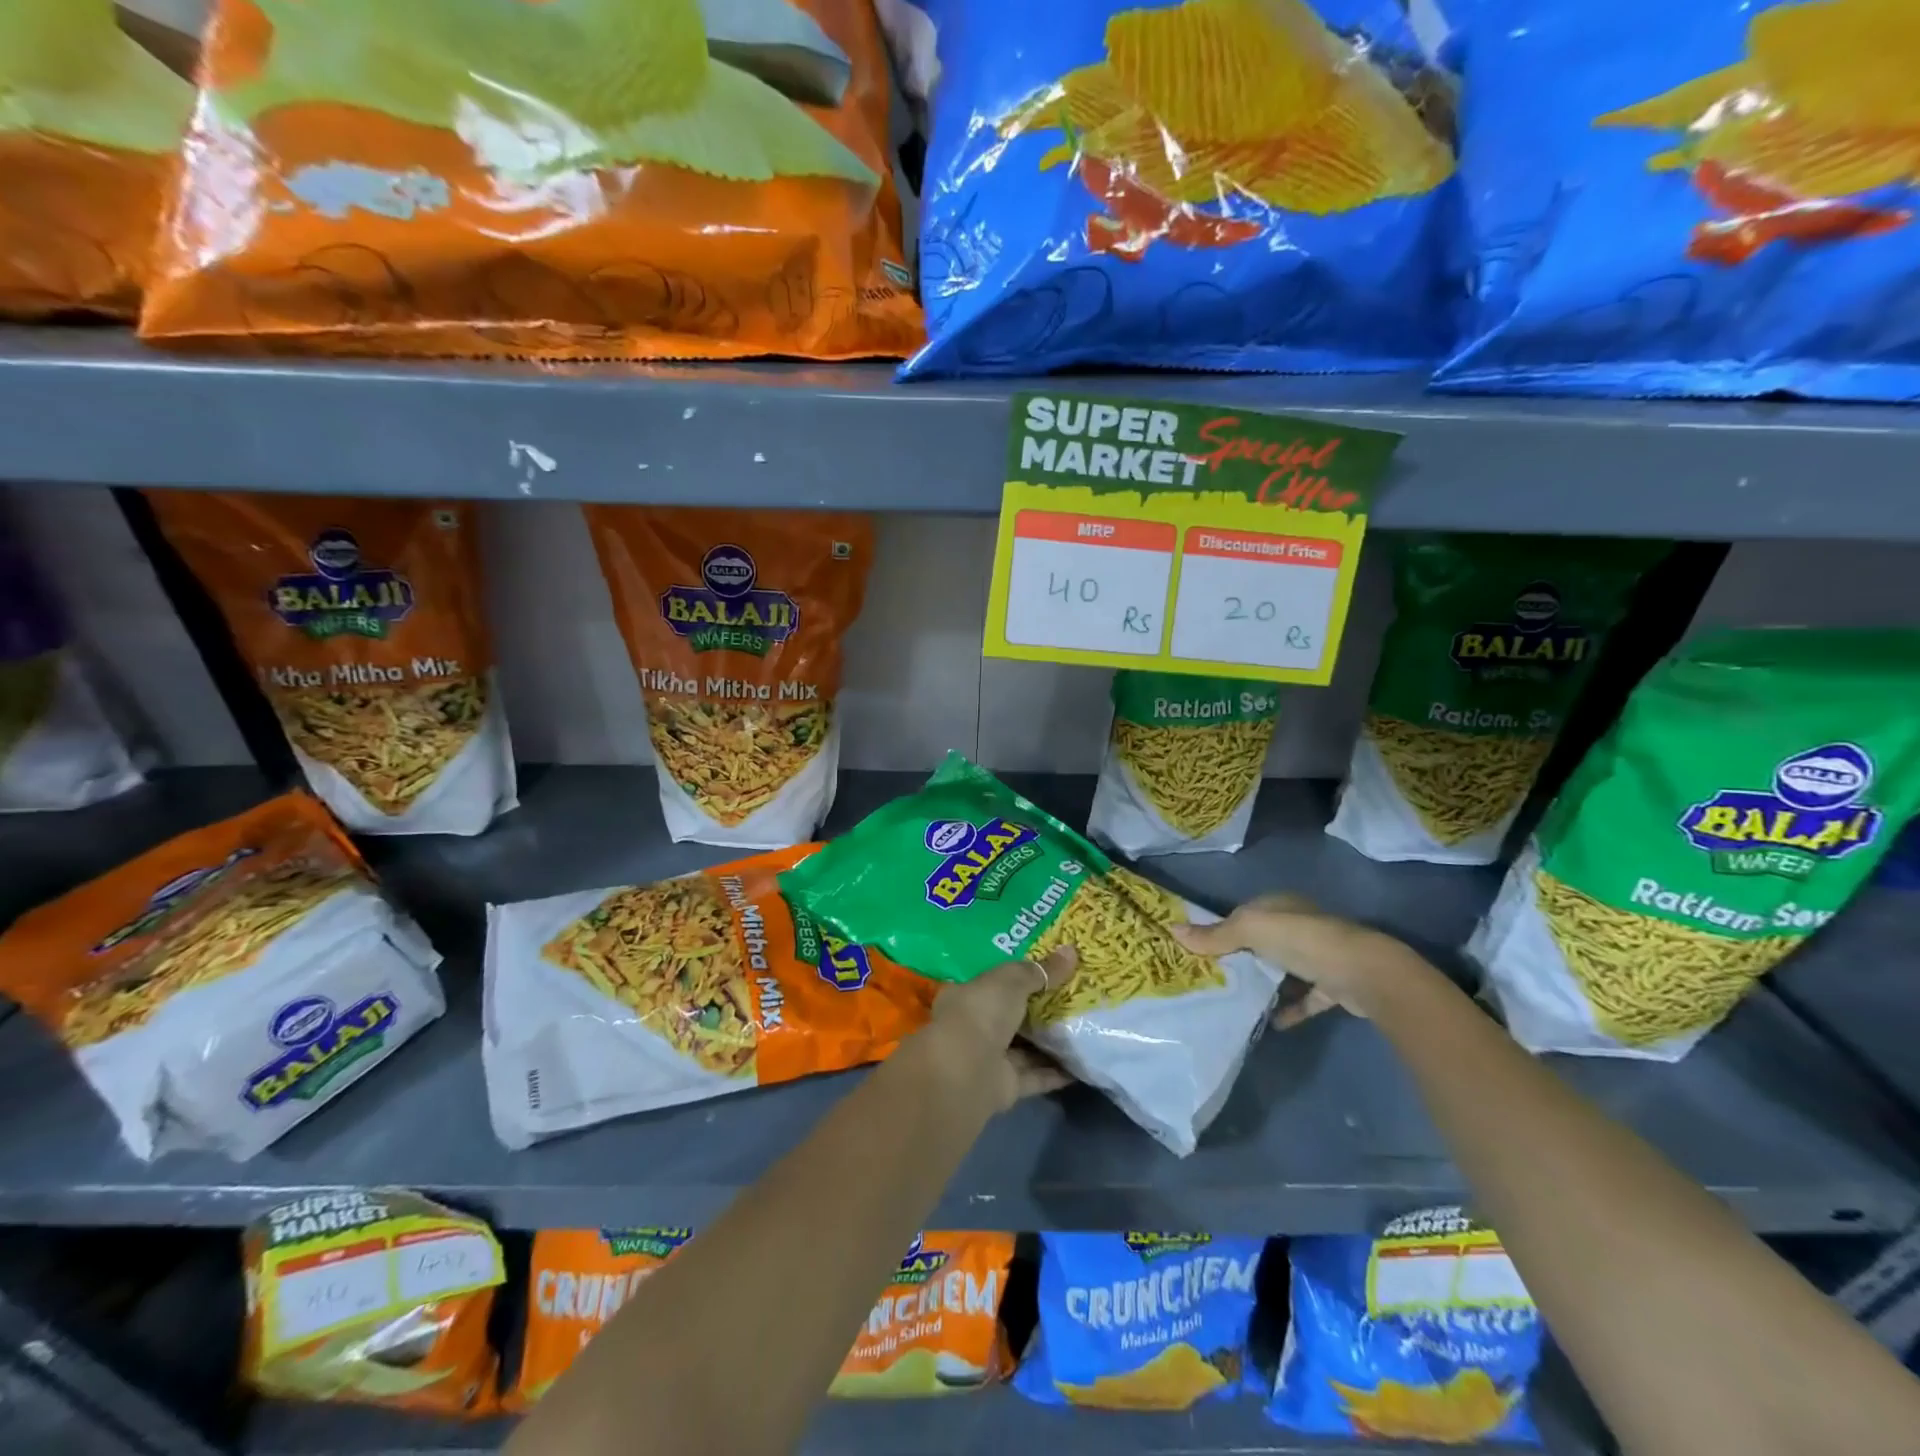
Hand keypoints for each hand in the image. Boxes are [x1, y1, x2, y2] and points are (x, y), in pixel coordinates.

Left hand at [925, 947, 1077, 1110]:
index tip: (1048, 971)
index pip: (994, 984)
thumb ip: (1041, 970)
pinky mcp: (1006, 1087)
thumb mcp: (1013, 980)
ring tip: (1084, 1030)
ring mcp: (989, 1059)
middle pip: (1012, 1016)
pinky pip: (1036, 1076)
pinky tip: (1081, 1066)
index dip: (1019, 977)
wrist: (966, 1069)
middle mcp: (975, 1027)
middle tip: (1075, 999)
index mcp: (967, 996)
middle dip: (1039, 1010)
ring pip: (1025, 1048)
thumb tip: (1071, 951)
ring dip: (1050, 1043)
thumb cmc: (982, 1011)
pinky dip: (1056, 1073)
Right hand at [1170, 894, 1427, 1022]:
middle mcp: (1301, 926)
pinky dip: (1289, 1008)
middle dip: (1242, 959)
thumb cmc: (1301, 940)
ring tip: (1237, 1001)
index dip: (1223, 931)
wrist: (1362, 973)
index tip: (1201, 952)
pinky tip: (1270, 1022)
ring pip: (1284, 970)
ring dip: (1266, 985)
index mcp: (1281, 906)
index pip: (1245, 915)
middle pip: (1264, 943)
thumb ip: (1215, 935)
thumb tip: (1172, 930)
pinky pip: (1305, 998)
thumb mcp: (1250, 930)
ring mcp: (1320, 956)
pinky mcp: (1334, 986)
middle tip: (1214, 979)